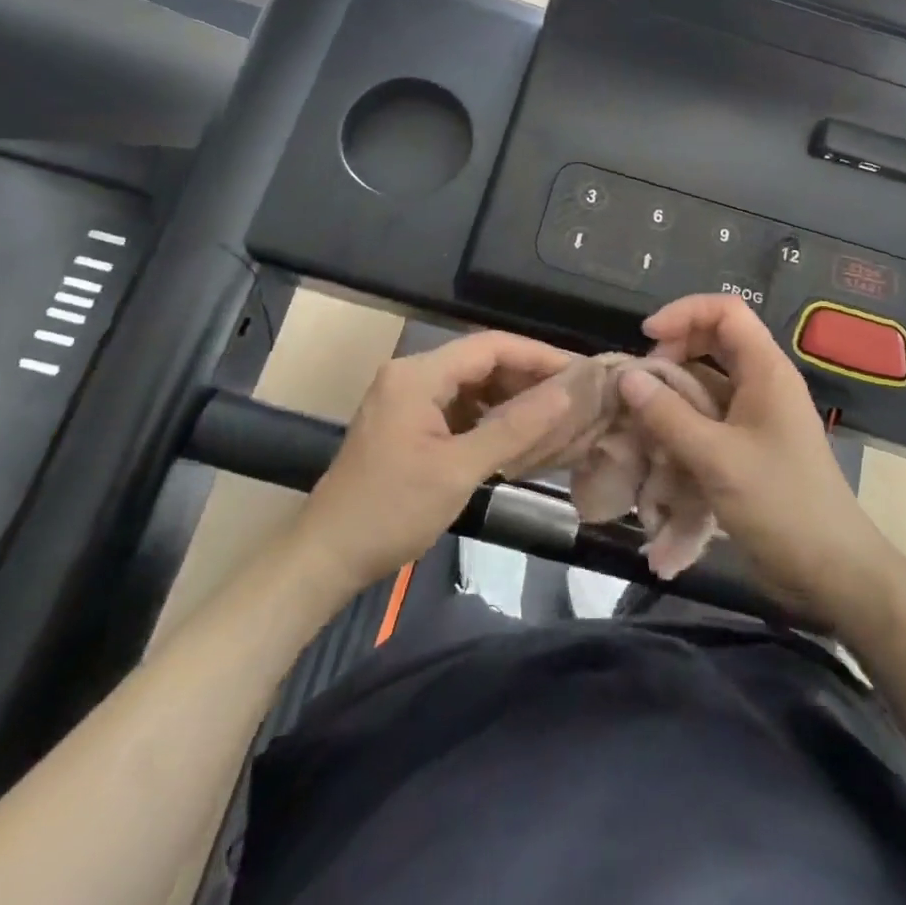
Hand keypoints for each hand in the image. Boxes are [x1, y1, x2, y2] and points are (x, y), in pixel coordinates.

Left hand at [303, 332, 578, 587]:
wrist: (325, 558)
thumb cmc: (391, 511)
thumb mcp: (459, 469)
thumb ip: (515, 427)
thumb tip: (567, 393)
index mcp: (418, 374)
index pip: (491, 346)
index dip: (539, 355)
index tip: (581, 372)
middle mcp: (411, 374)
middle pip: (482, 362)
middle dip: (528, 377)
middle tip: (574, 397)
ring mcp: (407, 398)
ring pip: (472, 384)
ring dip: (511, 398)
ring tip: (554, 415)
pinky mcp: (407, 422)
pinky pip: (458, 406)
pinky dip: (489, 417)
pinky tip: (517, 435)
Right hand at [618, 294, 902, 630]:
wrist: (832, 570)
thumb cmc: (781, 505)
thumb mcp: (717, 458)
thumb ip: (668, 415)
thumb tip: (627, 376)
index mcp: (766, 370)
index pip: (726, 311)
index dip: (684, 312)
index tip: (646, 338)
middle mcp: (763, 382)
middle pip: (715, 340)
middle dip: (674, 351)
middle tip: (642, 380)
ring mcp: (758, 415)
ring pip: (709, 380)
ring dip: (674, 390)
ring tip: (641, 414)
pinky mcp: (750, 445)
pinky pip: (711, 415)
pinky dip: (683, 421)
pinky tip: (658, 445)